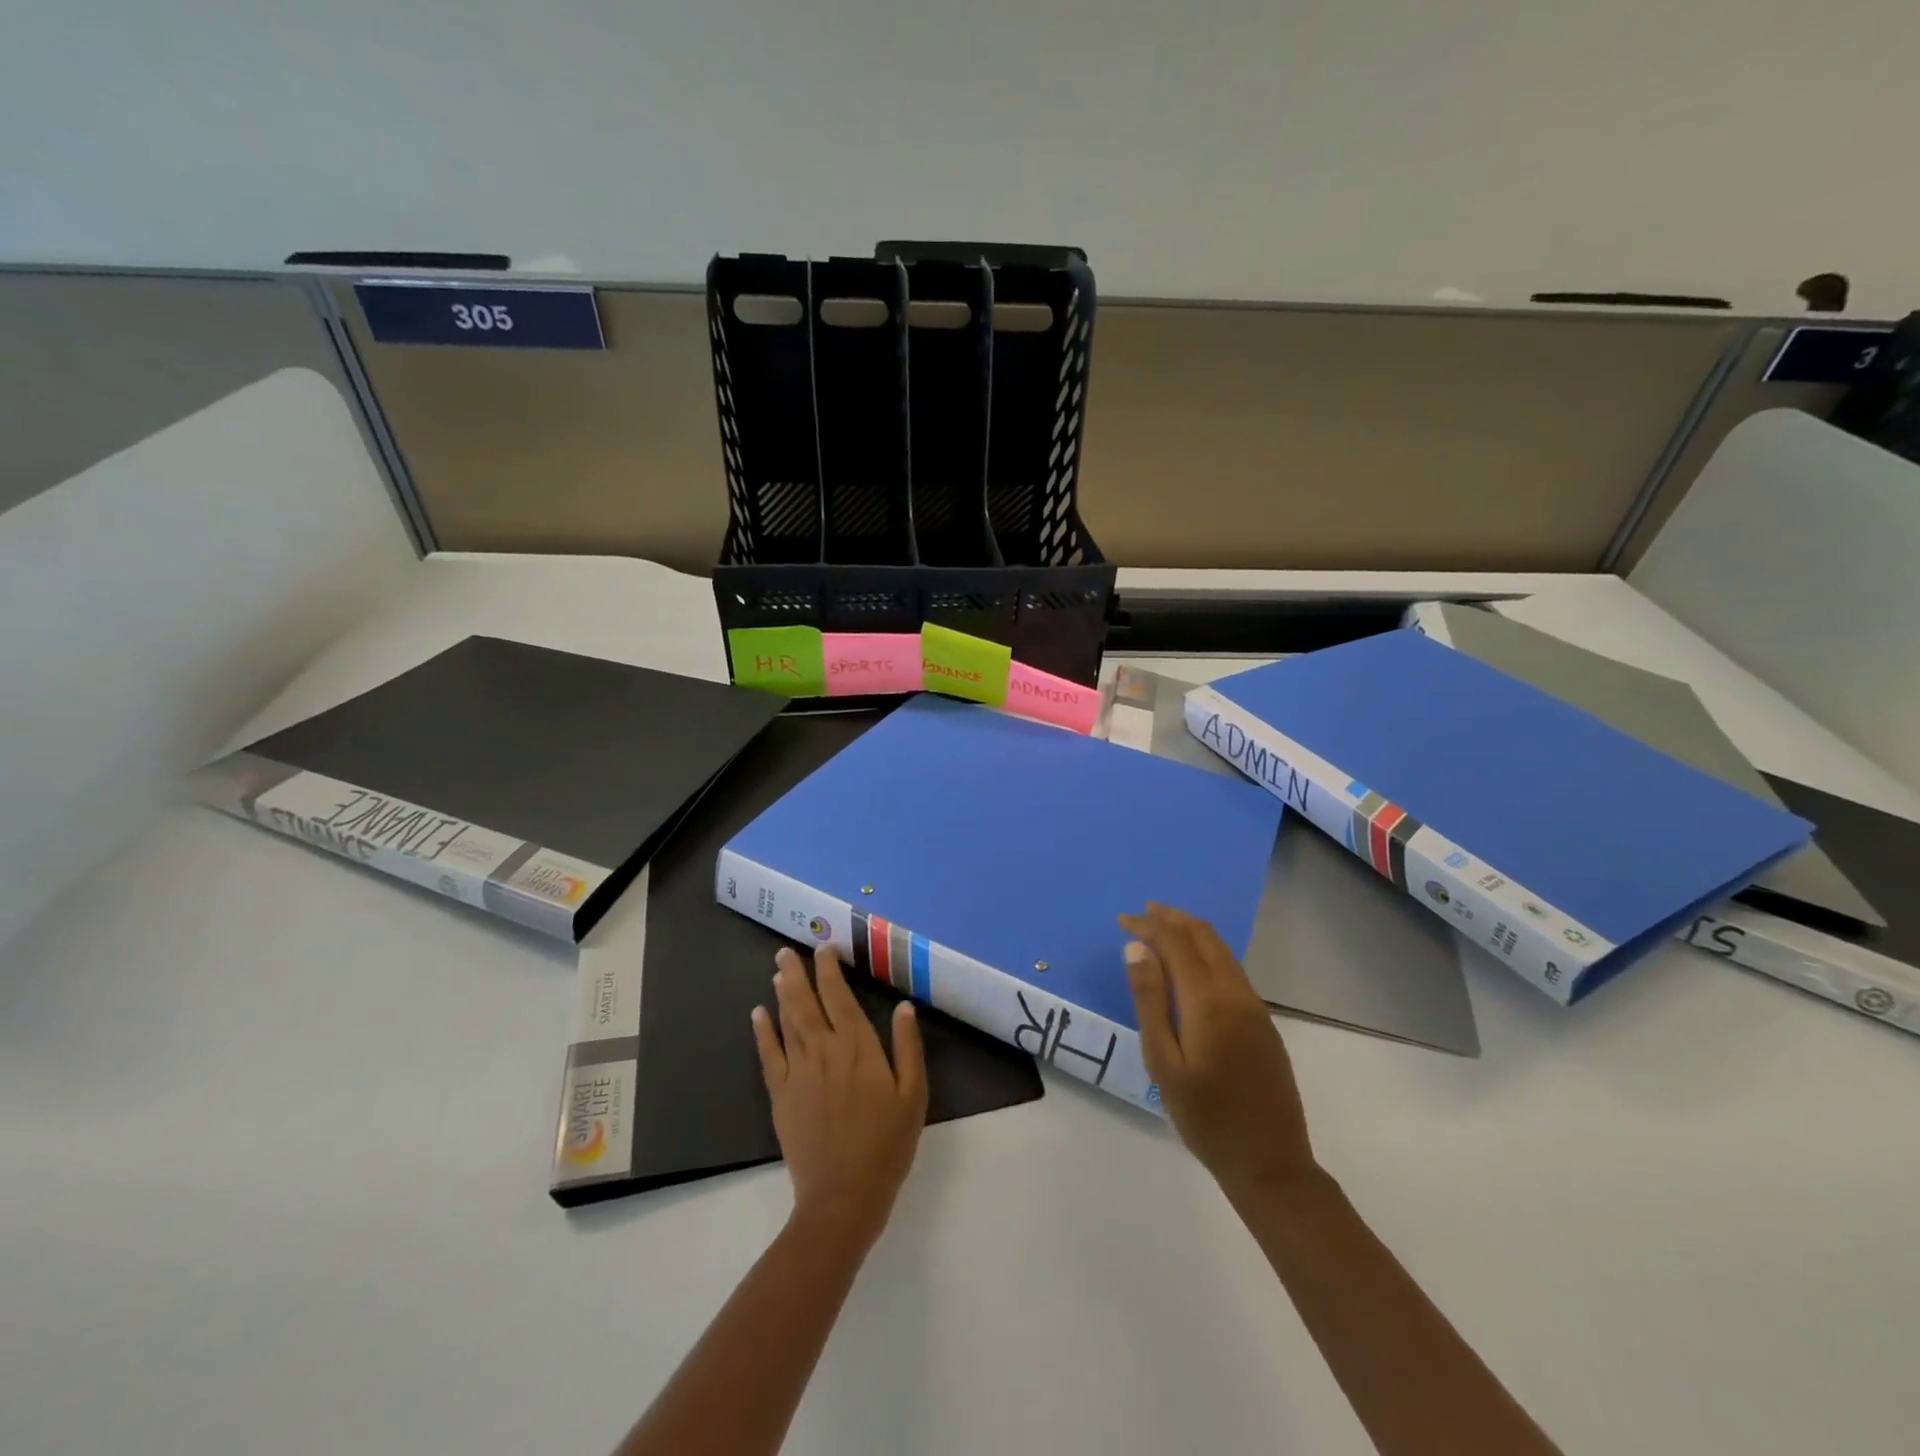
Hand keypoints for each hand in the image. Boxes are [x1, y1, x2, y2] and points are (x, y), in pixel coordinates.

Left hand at [753, 945, 927, 1248]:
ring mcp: (798, 1072)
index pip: (839, 997)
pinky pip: (769, 1054)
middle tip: (787, 950)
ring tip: (779, 971)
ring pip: (787, 1022)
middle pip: (806, 1003)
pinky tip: (758, 1014)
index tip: (825, 948)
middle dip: (797, 973)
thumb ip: (908, 1048)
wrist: (843, 1196)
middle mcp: (824, 1051)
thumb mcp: (913, 1095)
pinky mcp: (781, 1095)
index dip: (830, 970)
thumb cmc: (887, 1144)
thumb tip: (904, 1007)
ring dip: (782, 994)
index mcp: (858, 1048)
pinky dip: (762, 1031)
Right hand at [1120, 903, 1316, 1199]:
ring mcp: (1254, 1007)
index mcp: (1208, 1001)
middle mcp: (1236, 993)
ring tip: (1162, 928)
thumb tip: (1137, 949)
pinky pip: (1232, 970)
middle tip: (1142, 912)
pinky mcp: (1263, 1022)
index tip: (1123, 920)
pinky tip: (1191, 964)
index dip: (1148, 925)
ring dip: (1191, 932)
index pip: (1176, 942)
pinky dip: (1207, 952)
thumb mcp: (1163, 1062)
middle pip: (1204, 936)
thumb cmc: (1205, 1117)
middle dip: (1171, 918)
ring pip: (1221, 951)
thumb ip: (1150, 1001)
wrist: (1270, 1163)